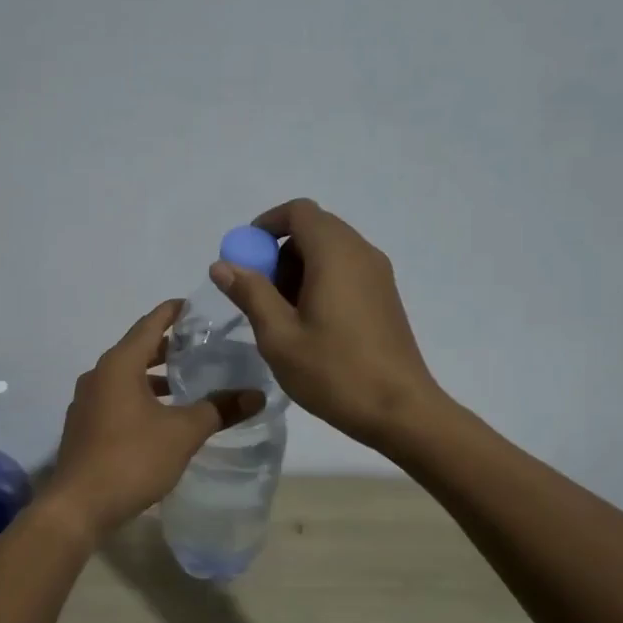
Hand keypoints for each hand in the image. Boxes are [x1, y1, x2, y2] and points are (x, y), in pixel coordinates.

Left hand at [45, 301, 264, 537]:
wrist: (78, 506)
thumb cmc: (131, 459)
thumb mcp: (183, 433)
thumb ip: (220, 409)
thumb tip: (257, 395)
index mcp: (119, 365)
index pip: (150, 324)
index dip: (173, 312)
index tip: (196, 306)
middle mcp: (98, 375)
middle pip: (137, 349)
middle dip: (167, 346)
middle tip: (201, 346)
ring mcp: (87, 401)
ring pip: (126, 376)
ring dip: (154, 376)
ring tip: (187, 382)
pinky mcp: (85, 425)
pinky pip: (117, 397)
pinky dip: (140, 396)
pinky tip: (162, 415)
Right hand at [211, 198, 441, 451]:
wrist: (400, 410)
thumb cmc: (334, 372)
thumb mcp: (279, 336)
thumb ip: (250, 293)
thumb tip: (223, 265)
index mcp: (335, 254)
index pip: (298, 211)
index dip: (266, 225)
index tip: (245, 256)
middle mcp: (361, 252)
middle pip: (314, 228)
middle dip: (280, 251)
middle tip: (259, 292)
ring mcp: (378, 274)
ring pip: (330, 250)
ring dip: (299, 268)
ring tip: (281, 314)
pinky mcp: (385, 296)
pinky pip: (346, 270)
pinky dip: (320, 280)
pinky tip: (309, 323)